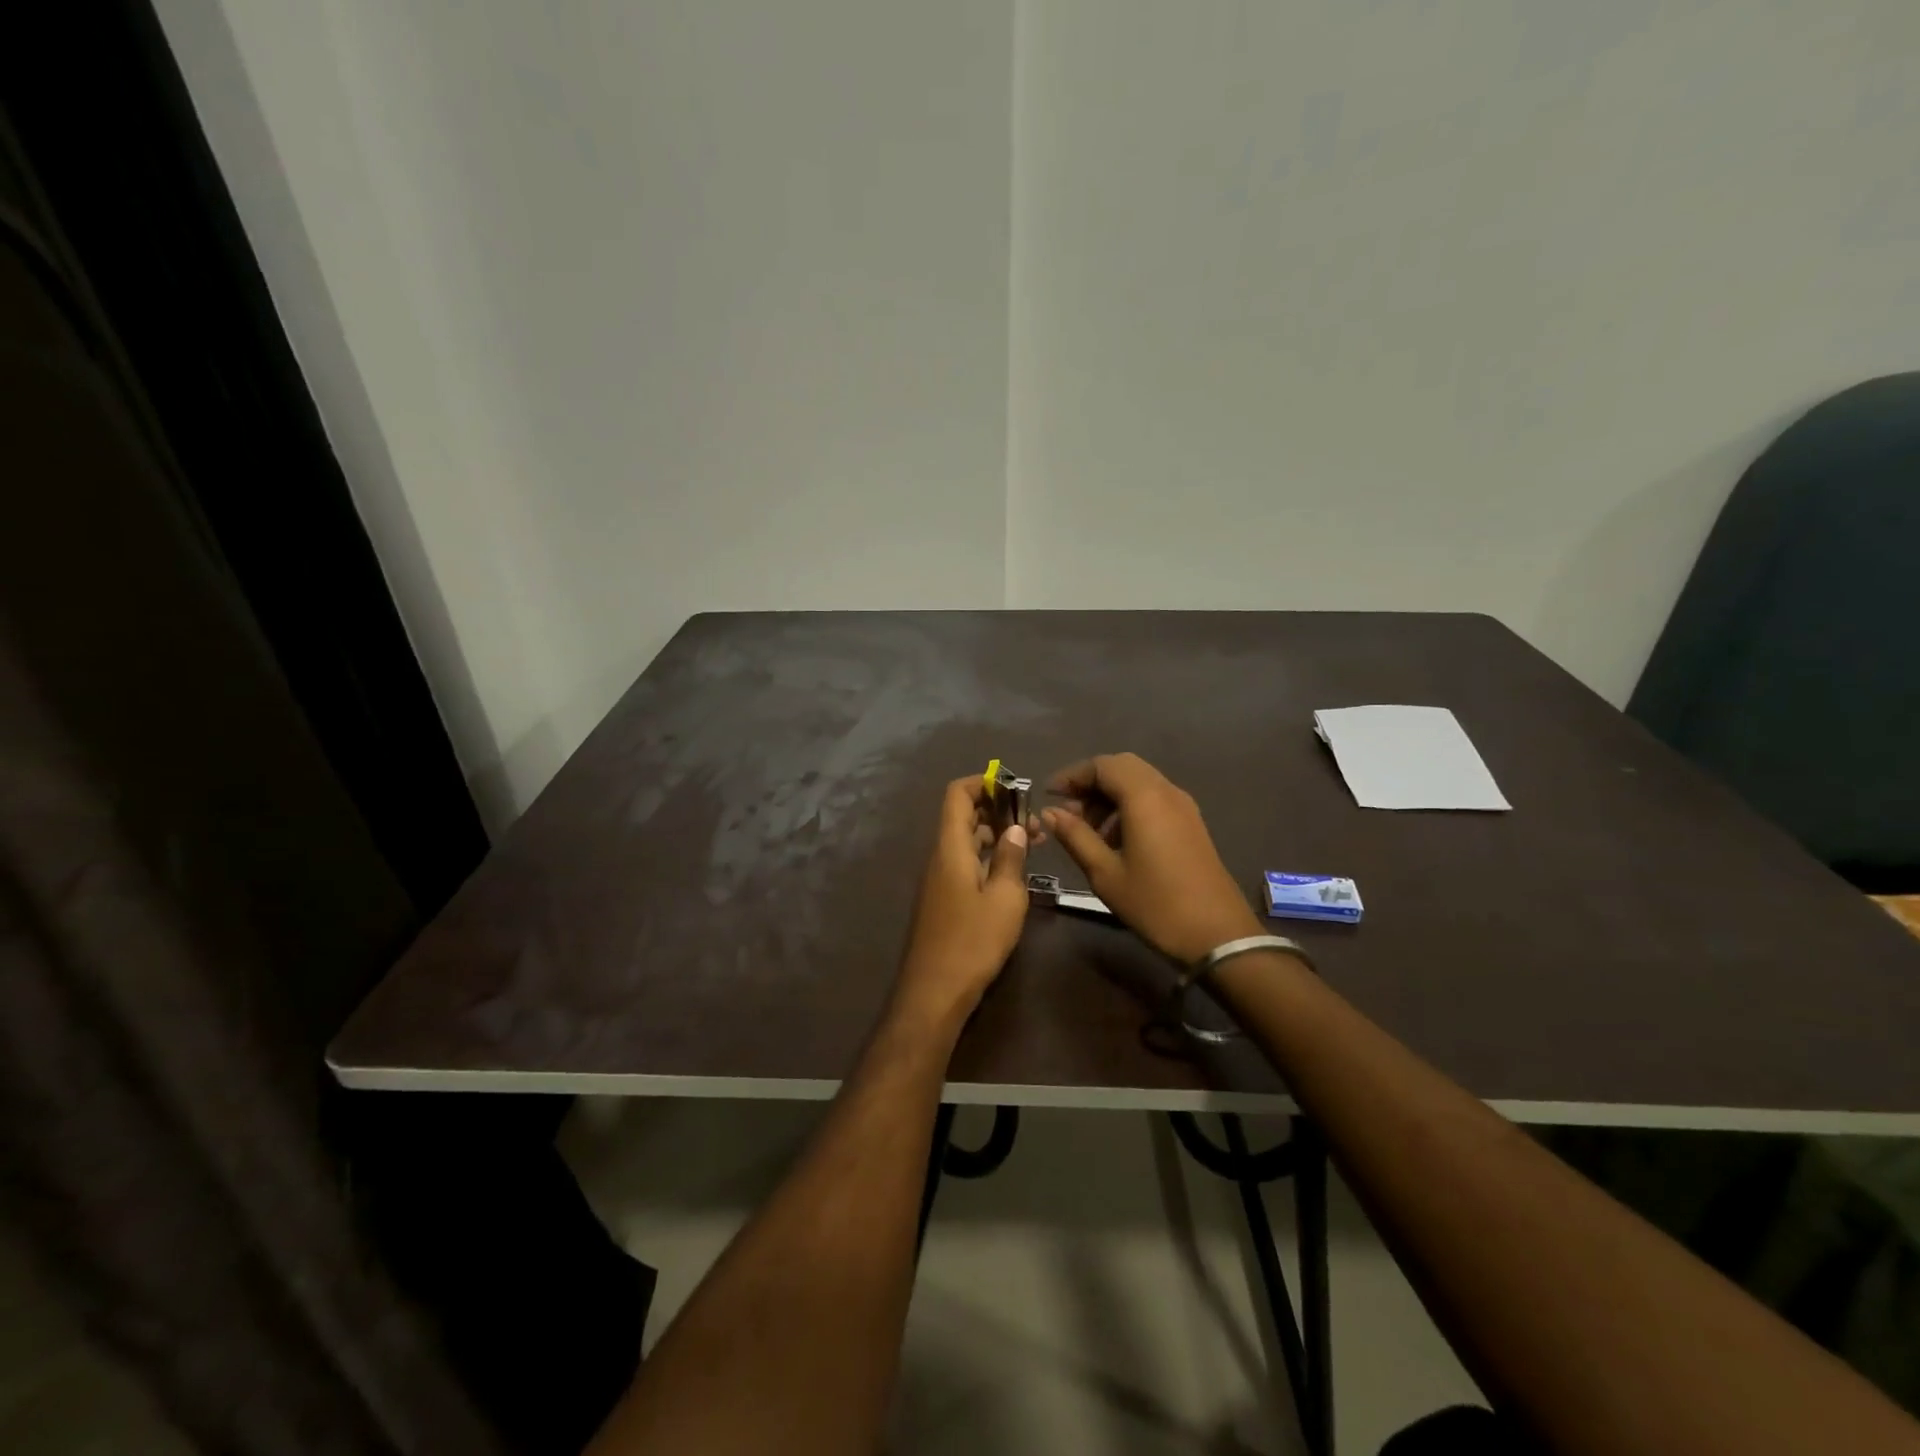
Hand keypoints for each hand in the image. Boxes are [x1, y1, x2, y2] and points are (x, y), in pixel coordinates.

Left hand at [895, 775, 1031, 1024]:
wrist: (934, 992)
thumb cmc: (973, 942)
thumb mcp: (1005, 899)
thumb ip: (1012, 859)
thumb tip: (1015, 828)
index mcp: (950, 848)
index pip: (957, 795)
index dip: (983, 783)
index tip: (1015, 788)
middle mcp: (940, 857)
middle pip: (963, 816)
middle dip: (998, 810)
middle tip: (1035, 821)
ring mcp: (939, 879)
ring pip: (967, 841)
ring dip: (997, 835)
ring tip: (1034, 843)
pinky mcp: (943, 899)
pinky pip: (965, 863)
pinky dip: (989, 858)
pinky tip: (1014, 872)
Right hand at [1041, 753, 1261, 964]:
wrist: (1219, 935)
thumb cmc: (1156, 904)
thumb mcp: (1105, 874)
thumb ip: (1075, 836)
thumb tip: (1050, 812)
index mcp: (1144, 797)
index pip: (1102, 765)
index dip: (1072, 775)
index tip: (1049, 796)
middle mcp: (1166, 791)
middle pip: (1122, 767)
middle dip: (1091, 783)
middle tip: (1068, 810)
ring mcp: (1183, 806)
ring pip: (1139, 782)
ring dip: (1110, 796)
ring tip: (1088, 830)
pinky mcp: (1191, 823)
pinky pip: (1154, 798)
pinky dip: (1130, 806)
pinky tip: (1116, 840)